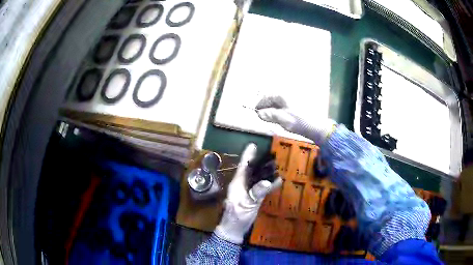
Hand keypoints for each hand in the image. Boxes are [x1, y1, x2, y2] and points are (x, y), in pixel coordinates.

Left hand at [214, 143, 281, 243]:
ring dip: (263, 172)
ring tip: (274, 165)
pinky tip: (276, 181)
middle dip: (258, 162)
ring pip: (255, 178)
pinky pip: (259, 187)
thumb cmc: (237, 217)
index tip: (253, 145)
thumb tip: (267, 182)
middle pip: (250, 170)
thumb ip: (256, 194)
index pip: (243, 167)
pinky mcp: (251, 198)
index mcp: (237, 184)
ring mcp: (246, 192)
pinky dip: (267, 184)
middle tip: (269, 154)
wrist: (233, 230)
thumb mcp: (247, 205)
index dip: (247, 156)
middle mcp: (241, 185)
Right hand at [256, 96, 335, 144]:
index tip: (256, 112)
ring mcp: (293, 99)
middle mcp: (287, 94)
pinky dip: (280, 110)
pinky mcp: (297, 105)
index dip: (260, 104)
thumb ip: (269, 115)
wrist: (316, 126)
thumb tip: (259, 114)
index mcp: (282, 95)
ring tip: (271, 118)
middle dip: (266, 107)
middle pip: (273, 99)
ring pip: (279, 103)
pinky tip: (280, 118)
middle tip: (263, 116)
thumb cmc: (298, 121)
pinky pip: (285, 106)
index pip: (267, 97)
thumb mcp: (282, 119)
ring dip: (273, 109)